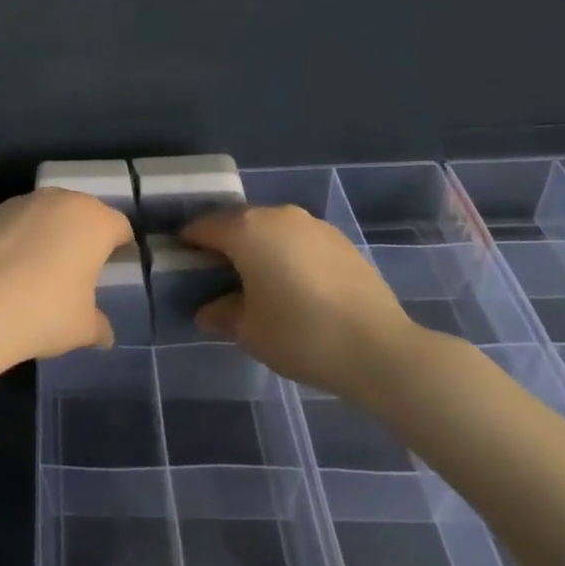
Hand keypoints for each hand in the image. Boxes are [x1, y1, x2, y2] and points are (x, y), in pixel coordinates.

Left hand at [0, 189, 133, 360]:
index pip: (118, 226)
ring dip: (50, 231)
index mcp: (94, 221)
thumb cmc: (48, 310)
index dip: (121, 244)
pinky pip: (17, 222)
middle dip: (83, 233)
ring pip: (47, 212)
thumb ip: (99, 325)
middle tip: (82, 264)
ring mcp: (24, 202)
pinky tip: (13, 265)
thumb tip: (105, 334)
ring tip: (43, 264)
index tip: (118, 263)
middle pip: (82, 212)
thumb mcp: (84, 327)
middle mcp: (61, 201)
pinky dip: (20, 236)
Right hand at [187, 205, 414, 400]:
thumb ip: (222, 314)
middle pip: (238, 223)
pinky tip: (296, 287)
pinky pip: (300, 241)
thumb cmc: (301, 334)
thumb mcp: (249, 331)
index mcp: (246, 229)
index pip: (203, 227)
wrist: (381, 350)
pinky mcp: (341, 242)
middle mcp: (277, 215)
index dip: (188, 244)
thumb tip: (208, 311)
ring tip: (260, 282)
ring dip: (259, 248)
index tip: (183, 263)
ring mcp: (313, 225)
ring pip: (272, 229)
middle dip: (224, 244)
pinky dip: (289, 255)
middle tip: (218, 275)